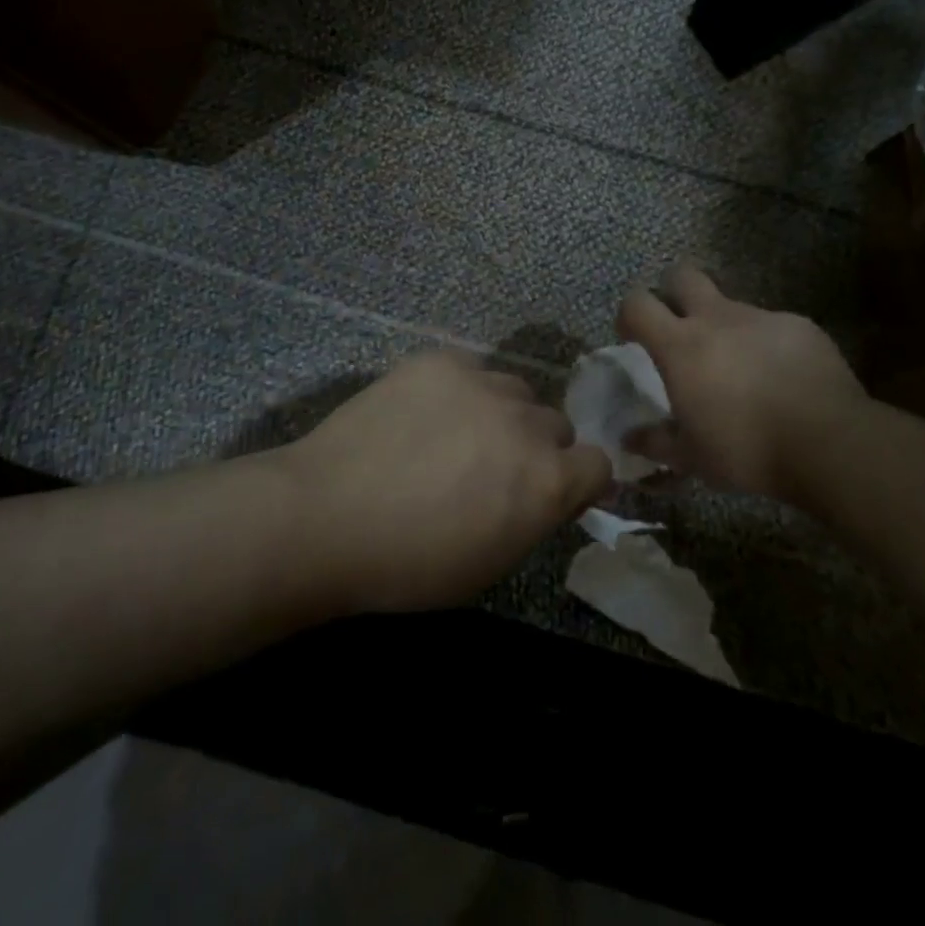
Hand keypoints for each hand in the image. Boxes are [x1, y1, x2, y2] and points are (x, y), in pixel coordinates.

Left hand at [279, 351, 610, 613]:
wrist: (325, 516)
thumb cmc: (409, 564)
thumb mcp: (491, 563)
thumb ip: (536, 516)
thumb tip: (559, 489)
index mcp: (547, 479)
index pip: (598, 463)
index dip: (578, 479)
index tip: (553, 491)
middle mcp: (528, 423)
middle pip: (556, 424)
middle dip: (536, 447)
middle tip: (491, 468)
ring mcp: (484, 384)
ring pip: (516, 392)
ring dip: (500, 414)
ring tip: (453, 436)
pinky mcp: (442, 361)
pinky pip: (471, 370)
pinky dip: (460, 391)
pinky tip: (424, 413)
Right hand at [618, 263, 868, 504]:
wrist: (828, 442)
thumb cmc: (747, 450)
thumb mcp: (692, 458)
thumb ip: (656, 442)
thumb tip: (629, 437)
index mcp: (681, 345)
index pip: (638, 304)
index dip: (629, 315)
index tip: (633, 339)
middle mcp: (717, 318)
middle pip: (683, 275)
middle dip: (673, 292)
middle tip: (681, 328)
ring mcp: (761, 317)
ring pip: (731, 305)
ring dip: (725, 326)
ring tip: (740, 368)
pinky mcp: (799, 325)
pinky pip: (771, 326)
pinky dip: (767, 344)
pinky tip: (782, 378)